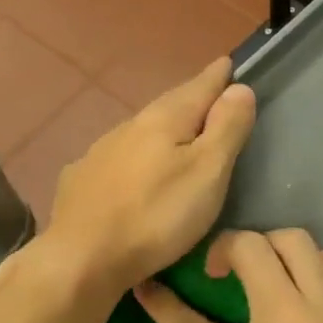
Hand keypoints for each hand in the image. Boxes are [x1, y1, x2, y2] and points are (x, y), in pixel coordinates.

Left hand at [43, 59, 255, 298]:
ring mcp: (100, 152)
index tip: (229, 64)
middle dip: (191, 99)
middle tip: (210, 95)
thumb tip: (240, 88)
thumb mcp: (207, 173)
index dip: (218, 76)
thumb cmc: (157, 217)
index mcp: (164, 120)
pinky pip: (118, 158)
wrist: (82, 258)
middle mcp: (129, 126)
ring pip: (141, 131)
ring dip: (162, 129)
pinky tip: (134, 170)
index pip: (199, 87)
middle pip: (169, 105)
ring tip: (178, 136)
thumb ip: (226, 128)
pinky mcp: (82, 180)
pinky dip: (135, 156)